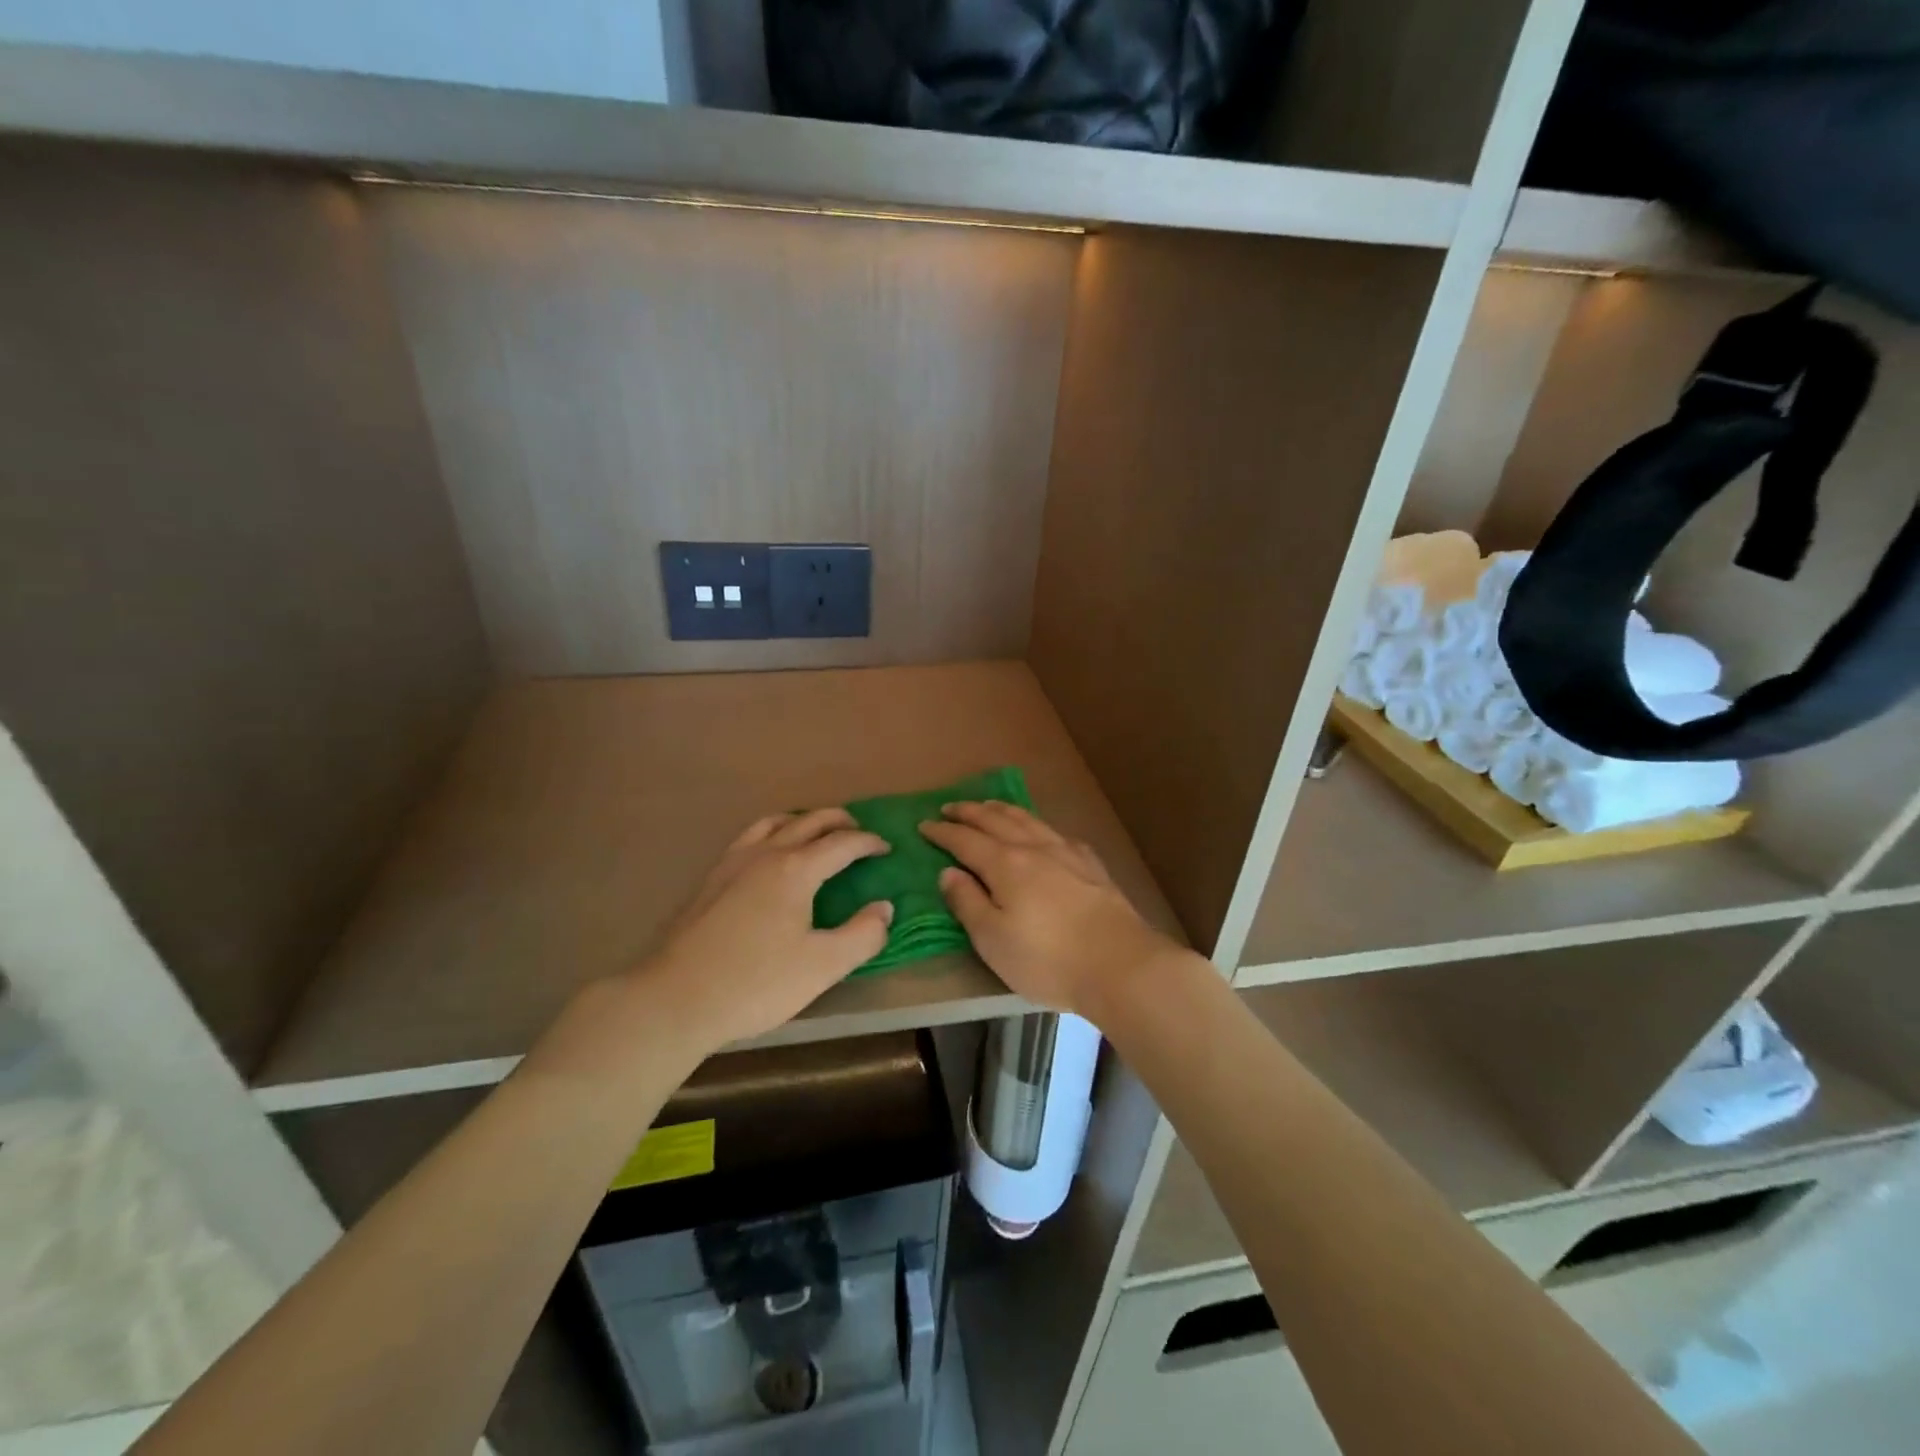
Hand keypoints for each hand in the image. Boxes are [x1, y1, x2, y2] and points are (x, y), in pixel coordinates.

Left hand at [638, 809, 892, 1052]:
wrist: (675, 998)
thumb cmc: (756, 983)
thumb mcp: (823, 966)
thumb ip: (862, 935)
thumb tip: (884, 908)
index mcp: (796, 869)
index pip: (842, 843)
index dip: (868, 842)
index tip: (886, 848)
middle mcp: (765, 854)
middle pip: (808, 822)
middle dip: (838, 821)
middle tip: (857, 831)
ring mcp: (732, 863)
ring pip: (773, 823)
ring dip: (802, 821)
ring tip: (814, 833)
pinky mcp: (710, 879)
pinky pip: (748, 838)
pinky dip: (771, 833)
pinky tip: (767, 857)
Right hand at [919, 801, 1179, 1020]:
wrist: (1120, 963)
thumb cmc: (1047, 958)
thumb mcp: (993, 939)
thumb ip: (968, 902)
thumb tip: (948, 872)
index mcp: (1005, 864)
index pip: (965, 840)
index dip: (943, 833)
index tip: (924, 826)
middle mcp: (1034, 848)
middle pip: (996, 821)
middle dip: (969, 812)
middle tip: (950, 807)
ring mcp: (1067, 852)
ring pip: (1028, 820)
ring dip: (1002, 810)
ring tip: (989, 806)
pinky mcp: (1091, 865)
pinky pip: (1056, 832)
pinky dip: (1037, 825)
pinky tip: (1041, 832)